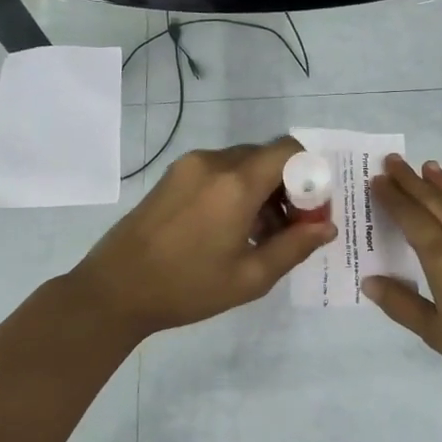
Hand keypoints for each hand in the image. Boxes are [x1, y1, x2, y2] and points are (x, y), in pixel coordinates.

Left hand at [68, 137, 335, 339]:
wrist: (115, 290)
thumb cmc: (187, 288)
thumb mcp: (250, 277)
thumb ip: (294, 247)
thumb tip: (327, 227)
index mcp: (236, 184)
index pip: (289, 151)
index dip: (310, 174)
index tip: (311, 210)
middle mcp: (213, 162)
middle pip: (266, 157)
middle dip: (287, 186)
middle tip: (289, 228)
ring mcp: (189, 166)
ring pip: (242, 163)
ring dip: (261, 190)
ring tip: (258, 235)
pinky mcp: (172, 175)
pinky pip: (218, 170)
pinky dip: (235, 189)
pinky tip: (229, 228)